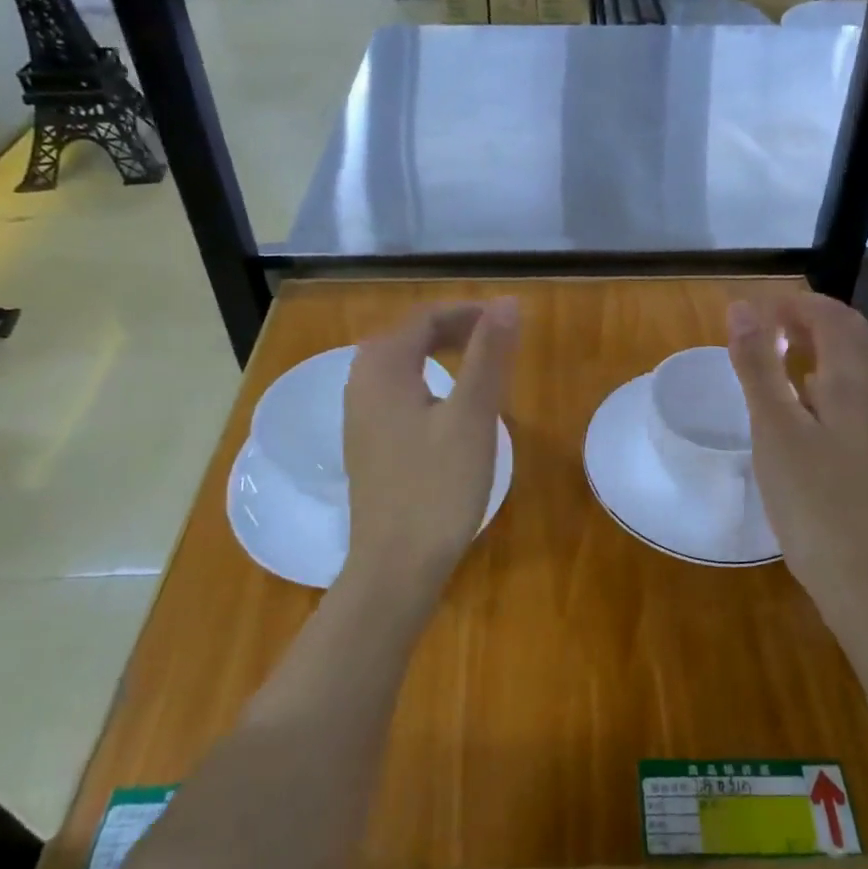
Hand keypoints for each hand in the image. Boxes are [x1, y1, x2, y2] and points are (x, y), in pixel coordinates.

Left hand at [343, 299, 519, 588]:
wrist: (395, 567)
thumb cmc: (438, 487)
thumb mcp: (473, 416)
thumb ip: (489, 355)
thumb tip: (507, 302)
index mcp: (382, 368)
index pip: (425, 317)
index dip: (468, 312)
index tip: (508, 320)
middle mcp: (361, 383)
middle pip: (408, 336)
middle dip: (454, 329)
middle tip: (497, 339)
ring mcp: (360, 417)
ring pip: (401, 365)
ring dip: (440, 354)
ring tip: (480, 365)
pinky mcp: (367, 444)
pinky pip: (397, 393)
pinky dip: (428, 382)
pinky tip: (450, 407)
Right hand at [727, 294, 867, 610]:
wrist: (863, 574)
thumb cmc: (814, 495)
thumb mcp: (775, 425)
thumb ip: (758, 365)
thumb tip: (741, 307)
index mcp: (851, 379)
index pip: (833, 316)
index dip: (796, 302)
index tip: (753, 307)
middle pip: (847, 337)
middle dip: (807, 319)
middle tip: (762, 324)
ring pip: (845, 368)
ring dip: (812, 348)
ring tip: (770, 353)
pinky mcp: (860, 452)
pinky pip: (840, 397)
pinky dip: (813, 381)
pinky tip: (791, 403)